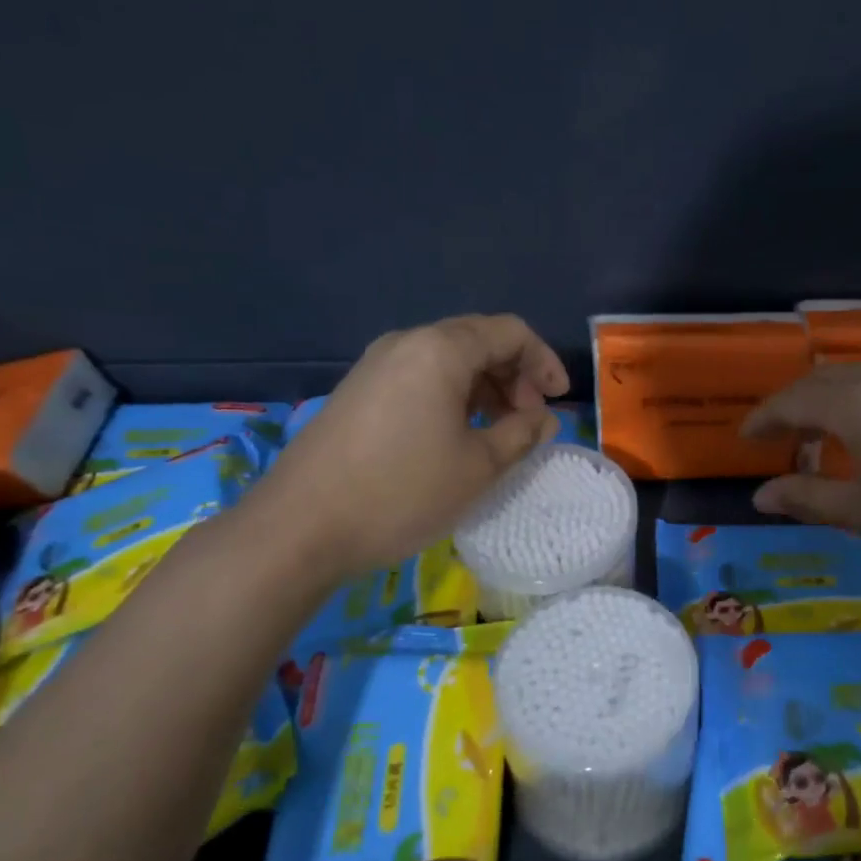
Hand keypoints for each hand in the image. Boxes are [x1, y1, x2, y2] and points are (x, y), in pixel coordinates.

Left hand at [260, 314, 567, 576]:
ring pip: (447, 360)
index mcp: (440, 350)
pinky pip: (419, 378)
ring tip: (499, 431)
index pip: (509, 332)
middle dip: (515, 374)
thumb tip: (543, 419)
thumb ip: (522, 434)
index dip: (544, 362)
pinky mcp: (357, 392)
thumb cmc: (402, 492)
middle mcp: (406, 344)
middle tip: (530, 419)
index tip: (560, 401)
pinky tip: (456, 436)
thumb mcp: (478, 468)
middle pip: (477, 340)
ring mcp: (375, 366)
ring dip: (484, 387)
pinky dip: (452, 396)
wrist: (301, 528)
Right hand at [741, 363, 860, 574]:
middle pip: (821, 381)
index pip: (792, 401)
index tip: (743, 438)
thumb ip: (807, 498)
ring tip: (817, 437)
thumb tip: (759, 495)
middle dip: (792, 406)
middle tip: (776, 438)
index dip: (763, 419)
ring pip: (855, 378)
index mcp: (856, 404)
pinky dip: (858, 401)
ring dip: (826, 401)